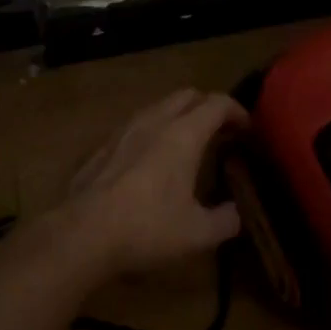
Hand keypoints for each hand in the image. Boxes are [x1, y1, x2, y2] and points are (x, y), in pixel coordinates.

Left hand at [48, 89, 249, 279]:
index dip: (237, 111)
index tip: (248, 128)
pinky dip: (153, 130)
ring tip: (187, 142)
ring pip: (158, 106)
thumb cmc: (147, 228)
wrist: (82, 233)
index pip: (217, 103)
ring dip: (178, 115)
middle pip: (187, 95)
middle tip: (220, 131)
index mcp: (184, 134)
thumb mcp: (198, 233)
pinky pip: (136, 124)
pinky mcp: (103, 146)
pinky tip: (151, 158)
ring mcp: (124, 130)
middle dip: (208, 106)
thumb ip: (225, 220)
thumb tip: (235, 213)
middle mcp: (155, 122)